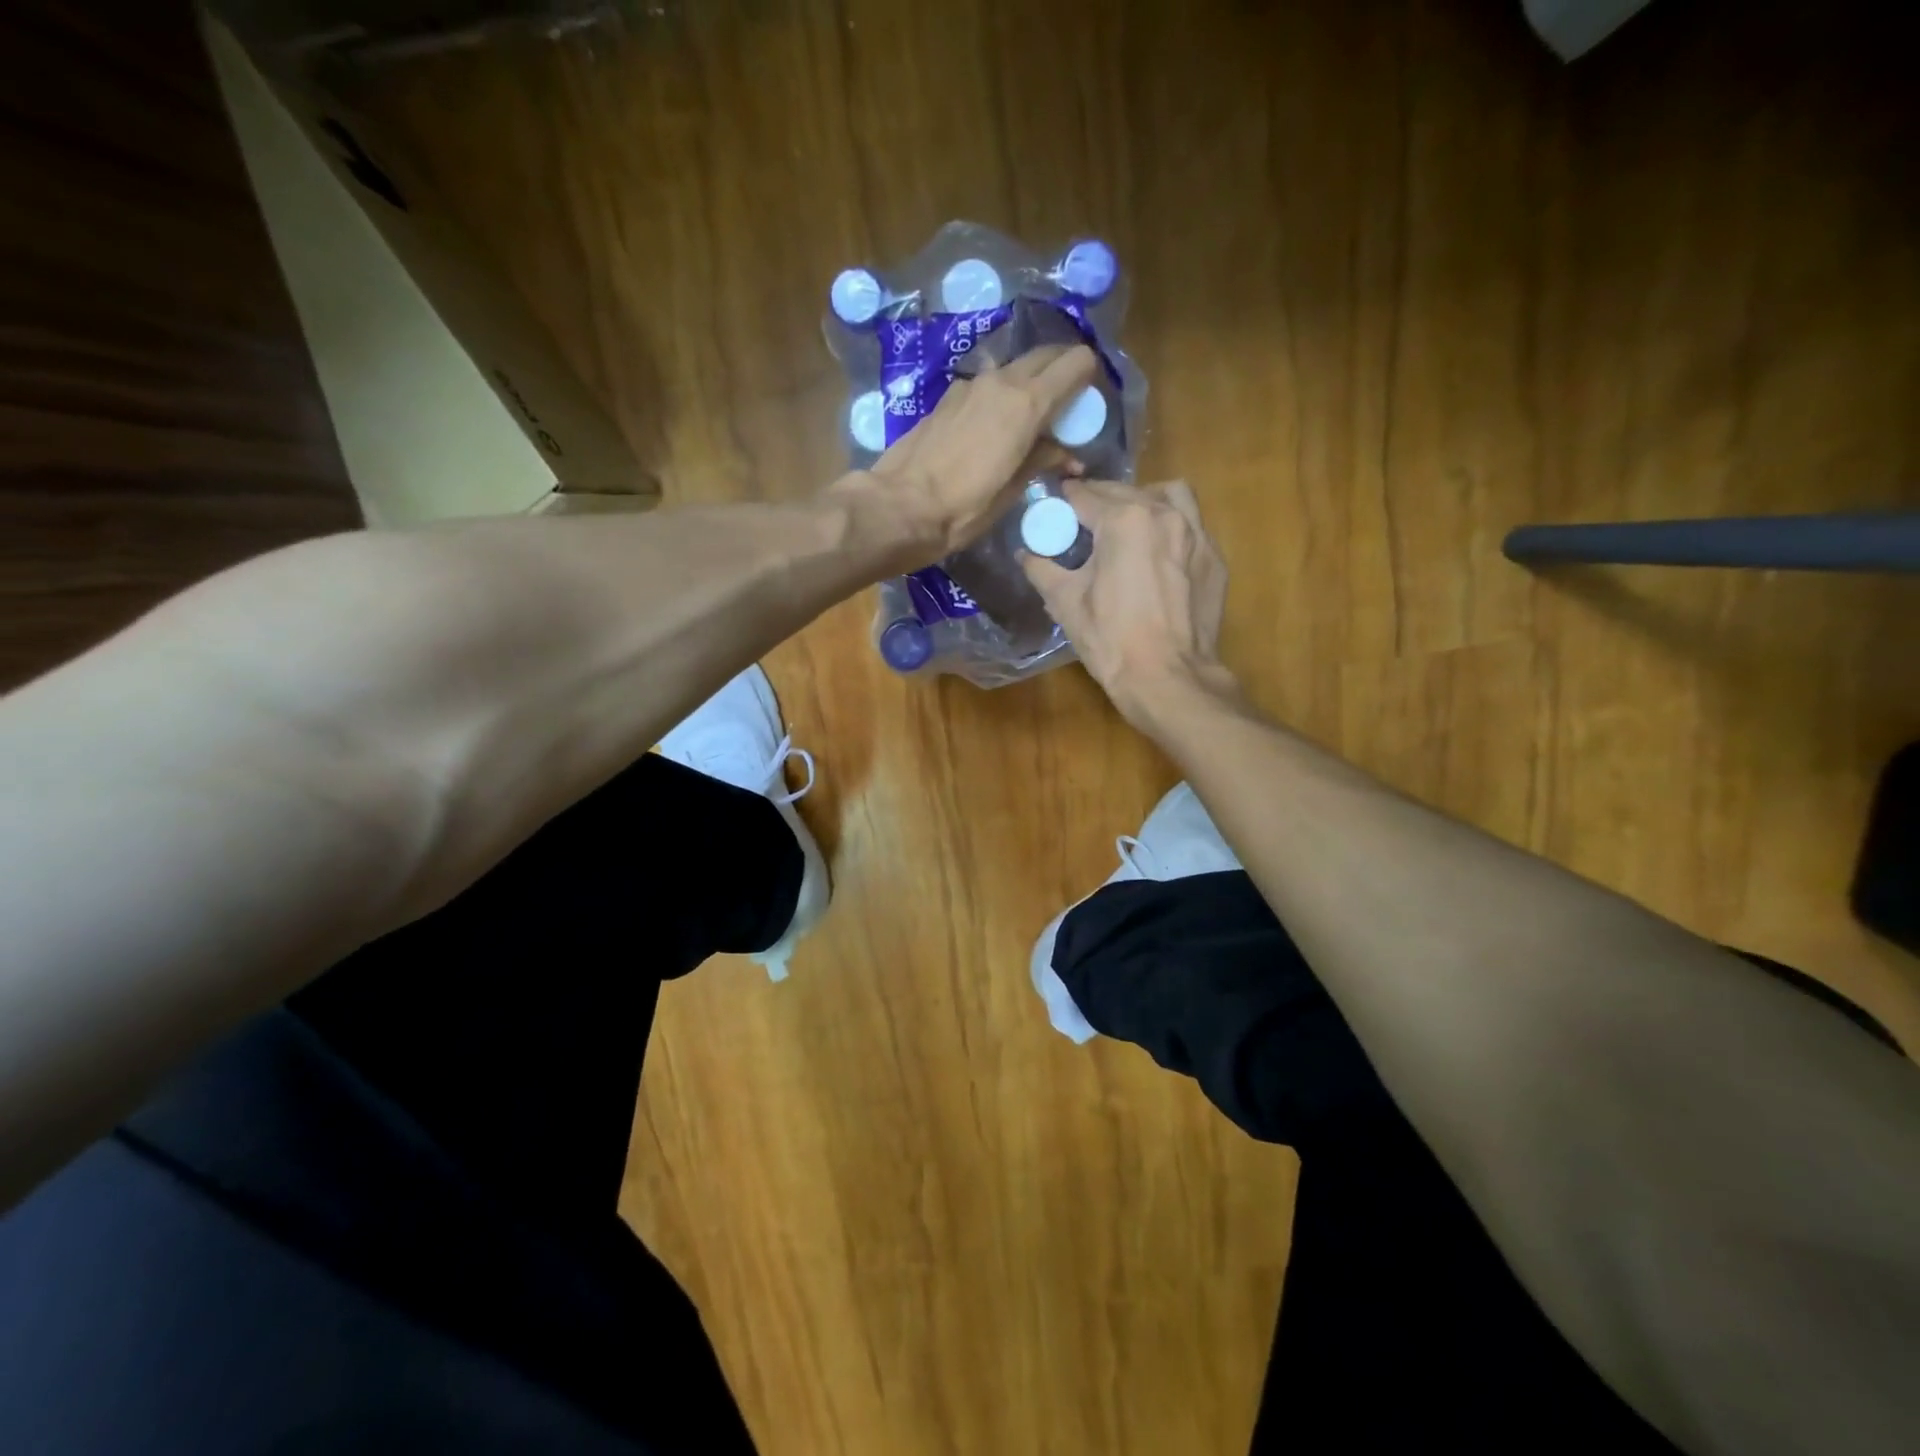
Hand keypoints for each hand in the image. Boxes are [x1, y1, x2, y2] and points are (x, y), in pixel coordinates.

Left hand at [834, 345, 1098, 563]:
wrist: (899, 507)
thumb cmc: (963, 508)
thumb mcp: (1011, 491)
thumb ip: (1042, 459)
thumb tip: (1067, 453)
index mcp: (1027, 402)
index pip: (1075, 362)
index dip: (1088, 377)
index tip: (1088, 403)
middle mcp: (1001, 381)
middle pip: (1045, 356)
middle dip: (1062, 374)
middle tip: (1065, 409)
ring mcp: (969, 386)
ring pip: (1014, 370)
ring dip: (1029, 386)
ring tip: (1029, 423)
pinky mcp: (946, 398)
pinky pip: (986, 387)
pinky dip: (1000, 397)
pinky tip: (993, 429)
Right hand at [1020, 479, 1234, 724]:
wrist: (1167, 677)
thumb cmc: (1111, 639)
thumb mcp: (1065, 603)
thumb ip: (1042, 569)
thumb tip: (1026, 554)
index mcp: (1124, 520)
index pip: (1085, 495)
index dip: (1063, 501)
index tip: (1053, 507)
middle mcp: (1164, 514)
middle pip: (1125, 491)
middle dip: (1100, 501)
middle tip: (1082, 523)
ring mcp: (1196, 534)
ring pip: (1169, 495)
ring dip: (1144, 501)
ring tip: (1129, 526)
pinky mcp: (1214, 559)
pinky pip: (1192, 526)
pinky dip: (1171, 529)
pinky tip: (1157, 556)